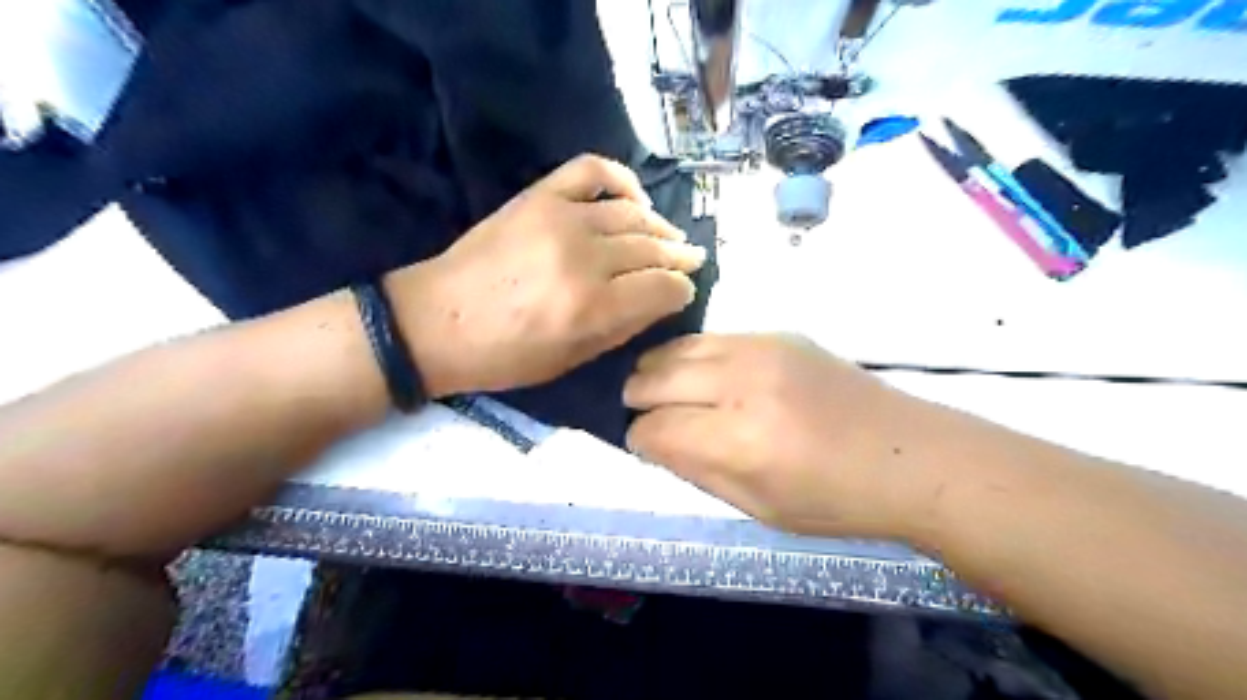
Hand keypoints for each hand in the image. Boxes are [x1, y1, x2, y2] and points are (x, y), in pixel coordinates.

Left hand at [386, 154, 706, 395]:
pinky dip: (621, 179)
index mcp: (592, 308)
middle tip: (691, 261)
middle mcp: (585, 258)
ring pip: (632, 215)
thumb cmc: (504, 355)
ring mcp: (561, 219)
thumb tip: (660, 301)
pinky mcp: (539, 196)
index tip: (683, 294)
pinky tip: (635, 199)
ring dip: (659, 227)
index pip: (663, 289)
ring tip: (670, 237)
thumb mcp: (570, 361)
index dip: (681, 292)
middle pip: (652, 250)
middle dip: (679, 258)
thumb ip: (622, 328)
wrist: (436, 321)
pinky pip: (592, 171)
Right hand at [628, 335, 927, 542]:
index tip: (640, 445)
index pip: (655, 429)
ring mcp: (761, 349)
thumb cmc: (835, 499)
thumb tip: (653, 442)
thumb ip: (696, 470)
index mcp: (739, 440)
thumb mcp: (757, 507)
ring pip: (677, 348)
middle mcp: (743, 384)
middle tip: (640, 414)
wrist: (909, 455)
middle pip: (656, 378)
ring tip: (657, 389)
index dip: (638, 439)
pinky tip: (696, 373)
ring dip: (657, 370)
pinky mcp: (777, 333)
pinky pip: (711, 338)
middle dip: (636, 399)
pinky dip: (690, 355)